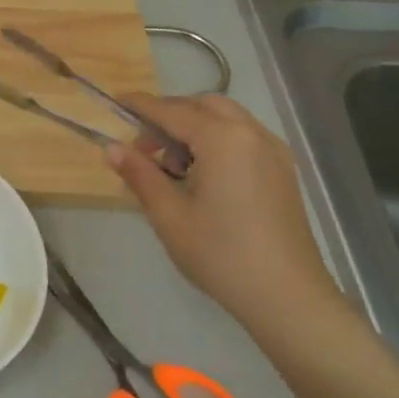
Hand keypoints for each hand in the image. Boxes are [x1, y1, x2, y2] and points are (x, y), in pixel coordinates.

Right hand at [106, 95, 352, 342]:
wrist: (286, 296)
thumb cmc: (220, 253)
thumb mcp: (168, 214)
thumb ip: (140, 174)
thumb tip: (112, 148)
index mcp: (223, 139)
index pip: (172, 111)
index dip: (141, 105)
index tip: (115, 101)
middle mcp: (252, 135)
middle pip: (204, 105)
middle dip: (170, 115)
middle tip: (143, 146)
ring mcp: (273, 152)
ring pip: (226, 119)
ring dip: (194, 128)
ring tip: (170, 166)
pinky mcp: (282, 172)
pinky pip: (243, 138)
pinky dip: (216, 140)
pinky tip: (200, 175)